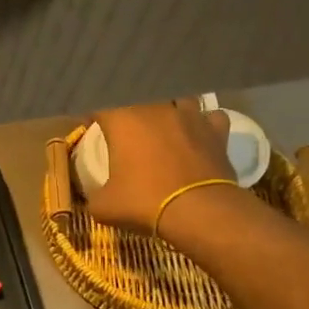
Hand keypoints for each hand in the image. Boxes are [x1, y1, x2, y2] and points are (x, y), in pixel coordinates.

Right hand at [82, 100, 236, 238]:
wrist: (199, 211)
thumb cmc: (144, 201)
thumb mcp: (104, 206)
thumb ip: (94, 196)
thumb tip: (94, 199)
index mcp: (123, 119)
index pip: (100, 104)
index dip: (94, 115)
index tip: (92, 126)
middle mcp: (156, 108)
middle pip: (139, 96)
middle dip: (130, 109)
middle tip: (126, 128)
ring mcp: (190, 116)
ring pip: (178, 98)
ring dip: (169, 109)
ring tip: (164, 125)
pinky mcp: (216, 131)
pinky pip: (210, 117)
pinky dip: (204, 124)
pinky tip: (199, 135)